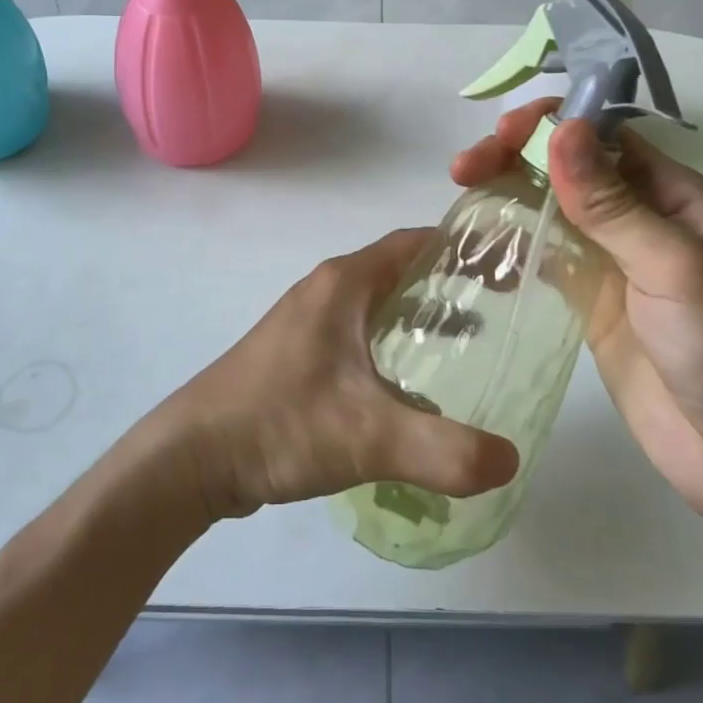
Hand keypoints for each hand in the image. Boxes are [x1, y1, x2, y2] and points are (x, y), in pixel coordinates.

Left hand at [157, 230, 521, 521]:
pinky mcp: (298, 355)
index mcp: (343, 283)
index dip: (462, 249)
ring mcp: (308, 322)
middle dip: (449, 286)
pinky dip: (392, 345)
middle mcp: (326, 291)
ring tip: (469, 348)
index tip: (507, 267)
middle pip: (400, 272)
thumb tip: (510, 460)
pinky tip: (413, 387)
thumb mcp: (370, 436)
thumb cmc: (281, 423)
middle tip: (501, 312)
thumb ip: (445, 450)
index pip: (415, 242)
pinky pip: (359, 335)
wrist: (193, 456)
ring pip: (377, 306)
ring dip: (420, 318)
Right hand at [452, 101, 702, 522]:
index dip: (552, 123)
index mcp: (671, 194)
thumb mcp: (675, 268)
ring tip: (461, 192)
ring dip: (507, 191)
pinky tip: (476, 246)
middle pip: (566, 166)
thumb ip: (612, 204)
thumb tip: (561, 130)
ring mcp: (609, 261)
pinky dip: (509, 244)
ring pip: (548, 207)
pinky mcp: (587, 302)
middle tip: (466, 168)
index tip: (505, 134)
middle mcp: (637, 217)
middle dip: (516, 155)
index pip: (603, 134)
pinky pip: (542, 258)